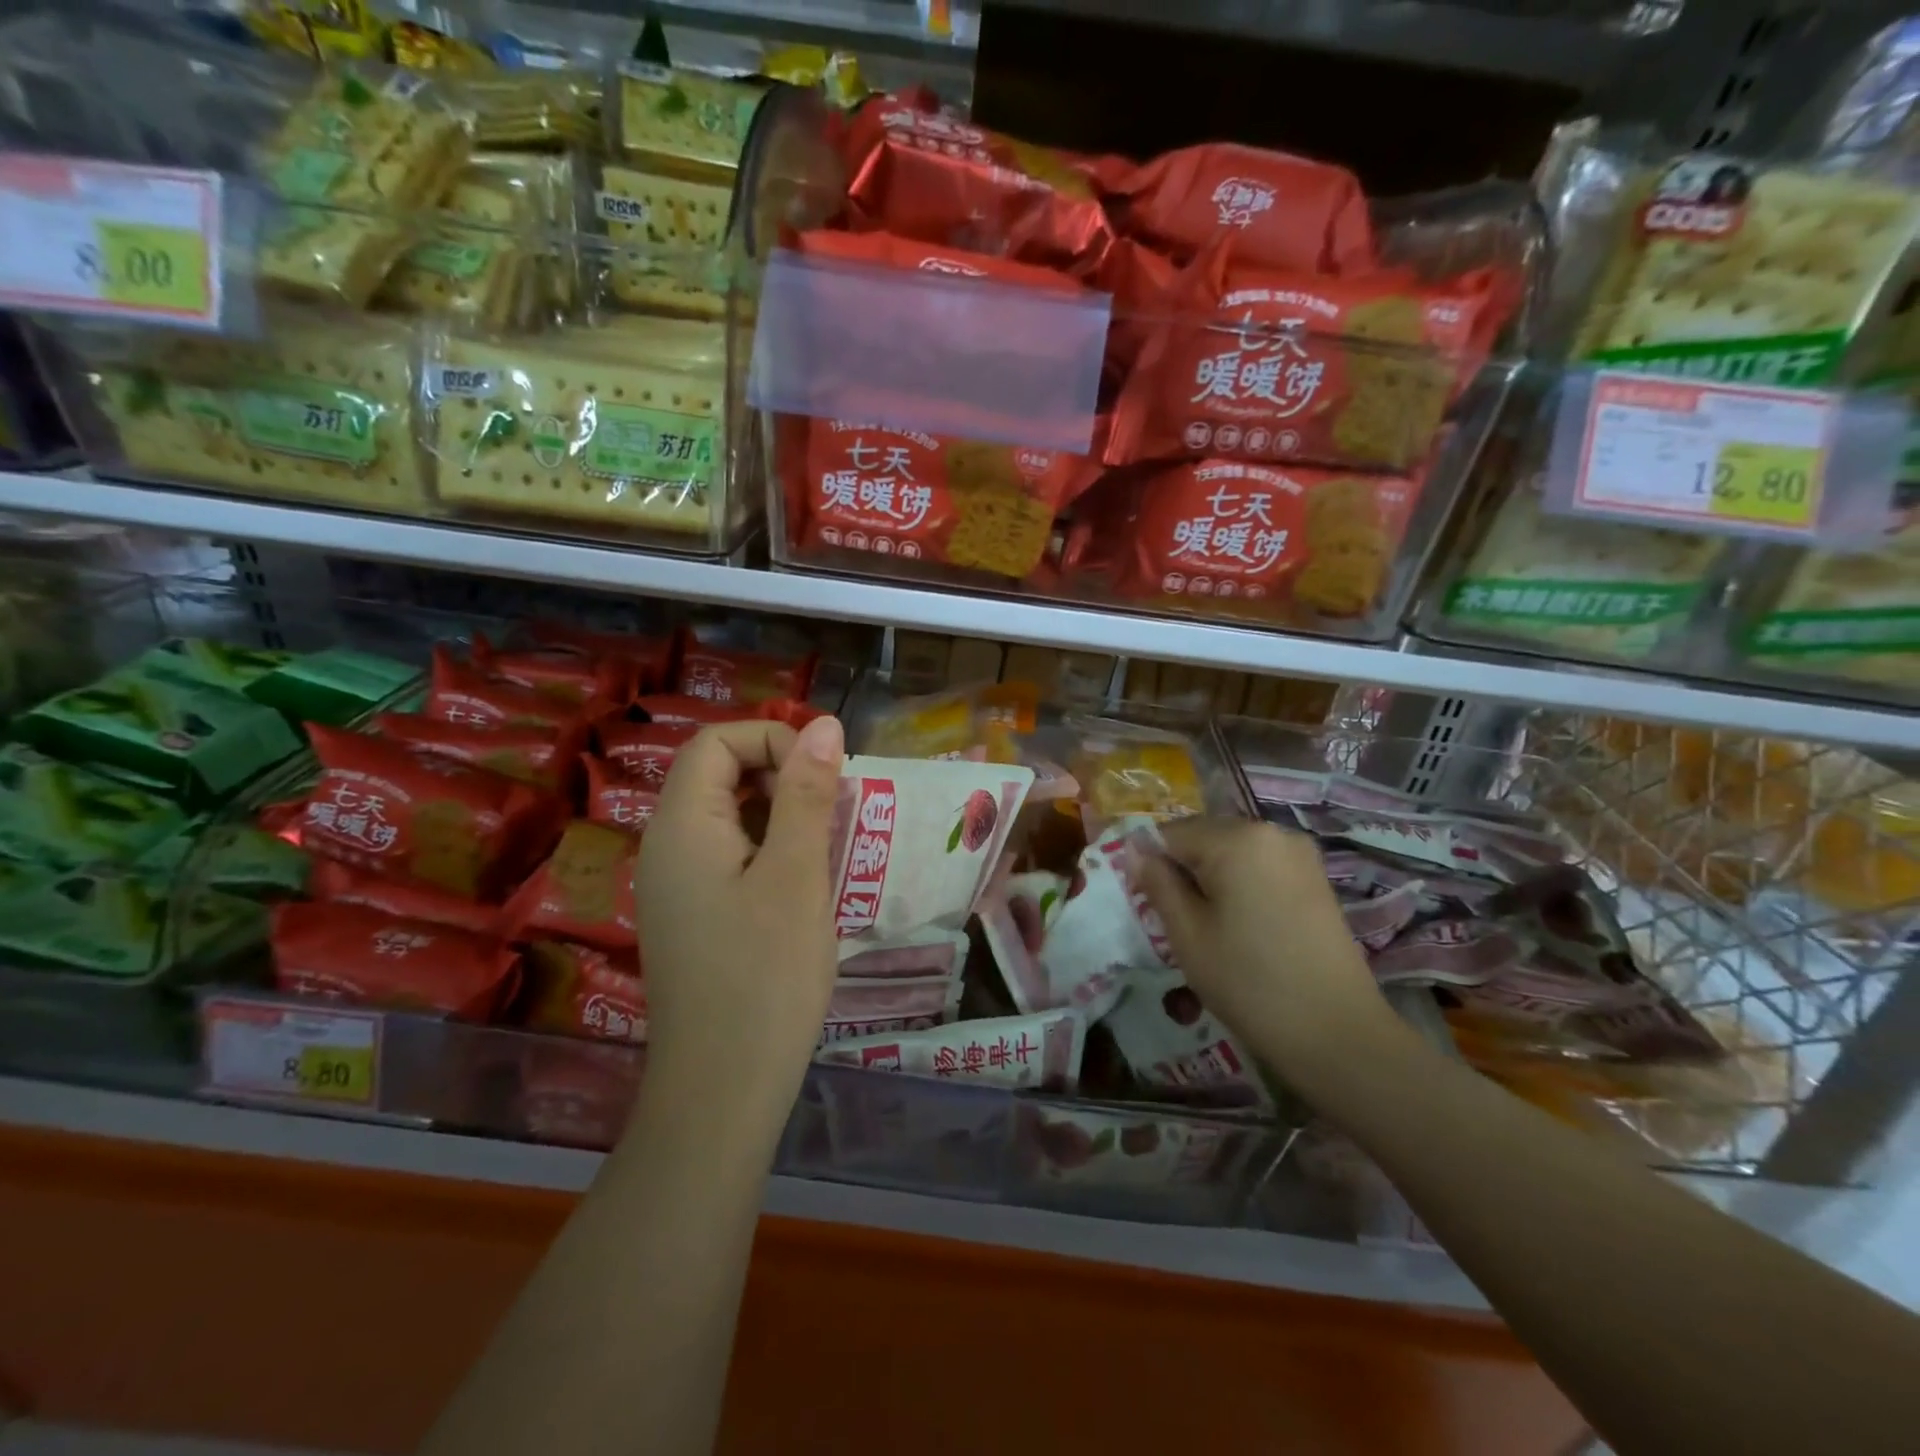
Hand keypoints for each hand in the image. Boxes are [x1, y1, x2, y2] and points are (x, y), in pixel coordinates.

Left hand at [636, 716, 845, 1122]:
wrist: (722, 1092)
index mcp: (682, 825)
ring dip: (784, 816)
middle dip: (783, 776)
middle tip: (837, 812)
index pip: (717, 741)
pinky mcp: (695, 916)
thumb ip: (807, 795)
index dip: (773, 739)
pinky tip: (809, 885)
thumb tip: (825, 725)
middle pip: (719, 774)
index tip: (825, 775)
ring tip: (833, 847)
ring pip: (730, 817)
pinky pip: (731, 857)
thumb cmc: (765, 976)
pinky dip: (772, 851)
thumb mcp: (797, 875)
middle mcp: (668, 846)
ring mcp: (677, 885)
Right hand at [1135, 817, 1403, 1093]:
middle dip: (1183, 871)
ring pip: (1232, 854)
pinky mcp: (1316, 878)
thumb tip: (1135, 851)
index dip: (1151, 866)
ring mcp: (1299, 854)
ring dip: (1212, 880)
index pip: (1170, 834)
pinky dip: (1241, 887)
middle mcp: (1271, 832)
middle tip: (1177, 922)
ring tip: (1211, 929)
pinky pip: (1260, 868)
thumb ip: (1157, 882)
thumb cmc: (1248, 981)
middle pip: (1204, 838)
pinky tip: (1243, 928)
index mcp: (1237, 838)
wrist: (1337, 1033)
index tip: (1147, 905)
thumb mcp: (1187, 933)